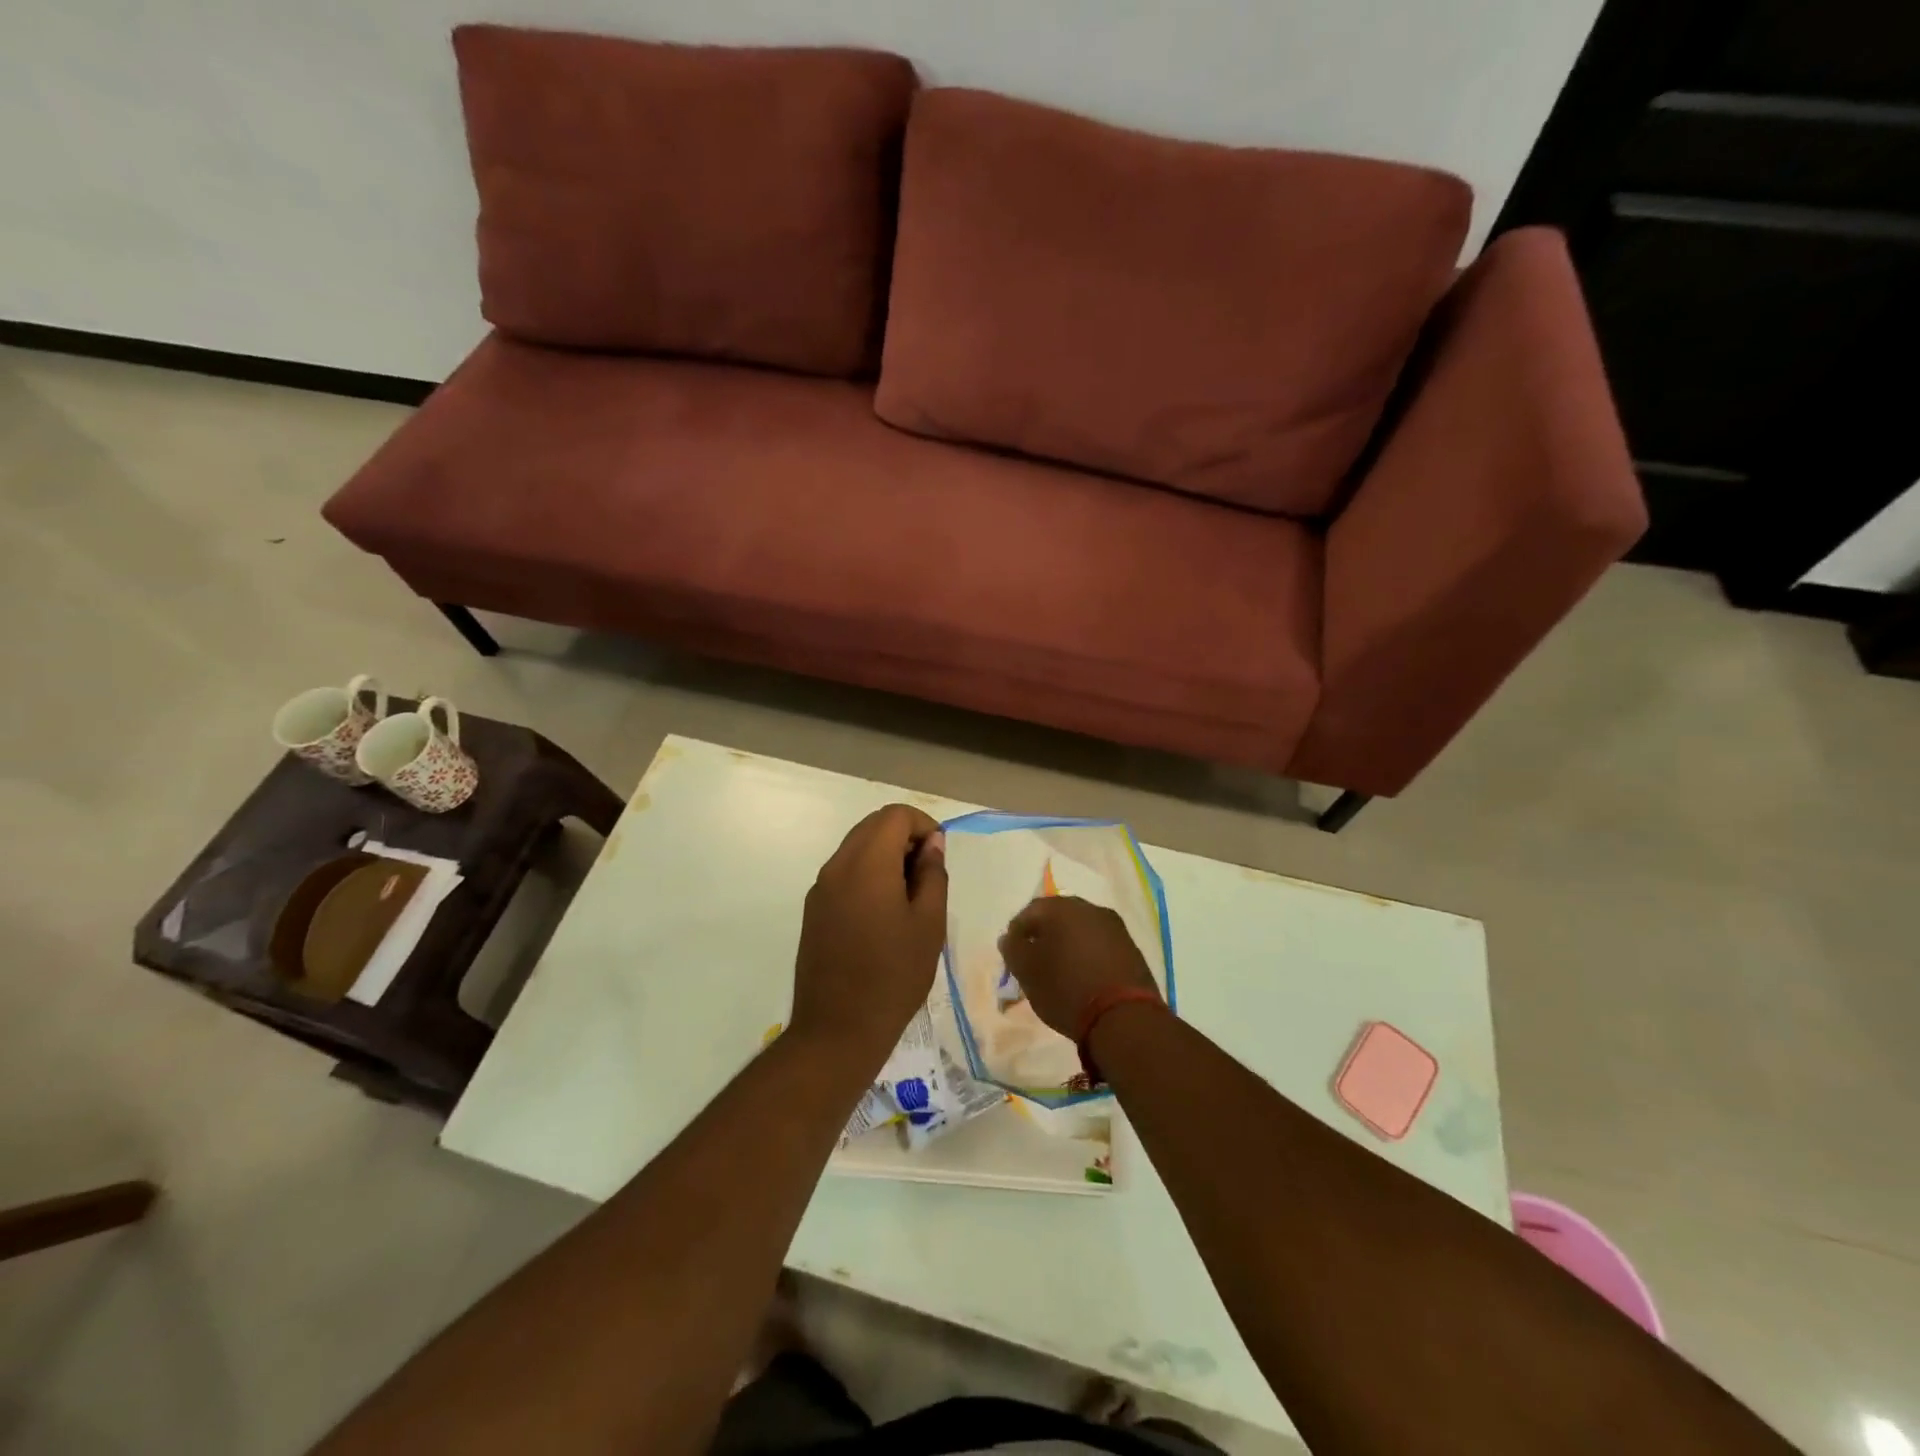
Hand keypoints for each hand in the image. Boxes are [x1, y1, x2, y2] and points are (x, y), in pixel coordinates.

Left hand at [790, 805, 947, 1063]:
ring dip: (886, 855)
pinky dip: (868, 874)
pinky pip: (844, 872)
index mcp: (867, 864)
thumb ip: (932, 875)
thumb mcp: (929, 925)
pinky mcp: (813, 909)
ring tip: (909, 896)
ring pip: (857, 847)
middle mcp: (837, 866)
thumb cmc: (893, 976)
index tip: (939, 857)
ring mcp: (820, 888)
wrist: (837, 1030)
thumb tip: (931, 844)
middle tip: (928, 874)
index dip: (924, 825)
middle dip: (904, 837)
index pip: (895, 815)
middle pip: (872, 826)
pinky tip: (884, 913)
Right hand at [998, 896, 1160, 1037]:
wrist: (1124, 1017)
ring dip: (1067, 945)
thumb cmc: (1066, 989)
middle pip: (1058, 917)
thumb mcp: (1028, 972)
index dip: (1017, 932)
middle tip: (1034, 962)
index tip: (1013, 956)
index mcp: (1062, 908)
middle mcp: (1090, 909)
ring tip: (1059, 972)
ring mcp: (1115, 927)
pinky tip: (1083, 977)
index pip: (1030, 911)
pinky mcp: (1131, 948)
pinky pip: (1100, 944)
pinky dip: (1087, 956)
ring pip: (1081, 930)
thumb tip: (1009, 938)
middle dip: (1043, 936)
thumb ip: (1013, 950)